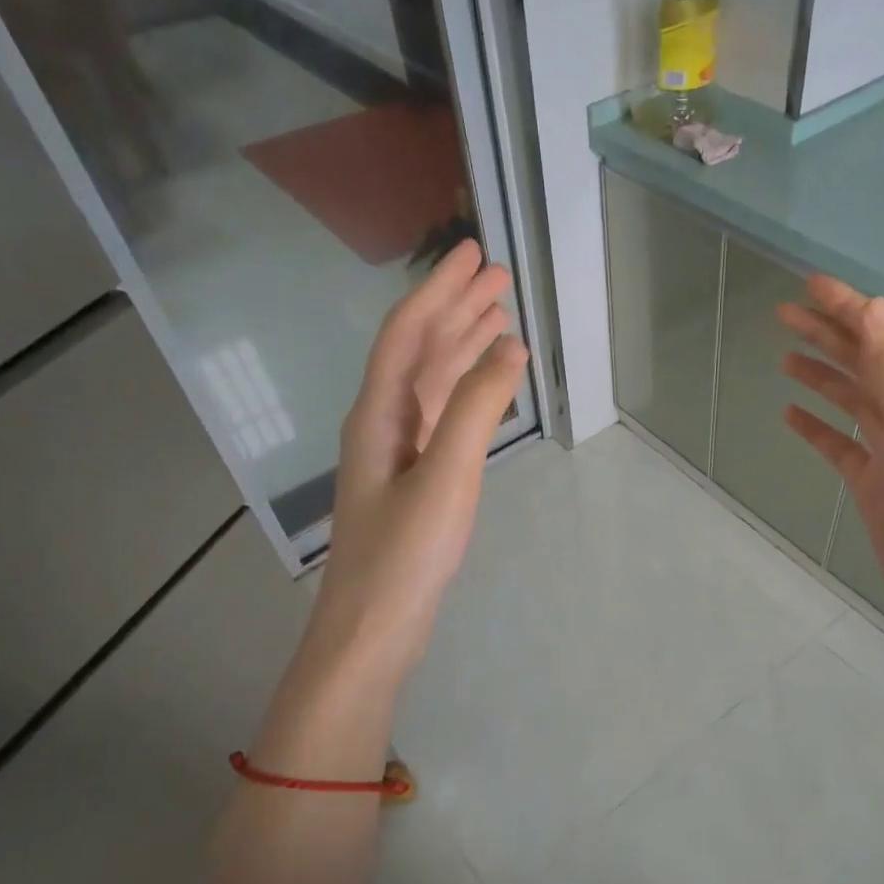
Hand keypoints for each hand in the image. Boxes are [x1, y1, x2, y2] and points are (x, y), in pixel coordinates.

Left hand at [309, 240, 527, 684]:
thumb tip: (510, 348)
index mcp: (378, 414)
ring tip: (499, 317)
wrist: (373, 628)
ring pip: (431, 382)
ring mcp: (397, 452)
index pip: (409, 334)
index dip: (440, 290)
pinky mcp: (413, 478)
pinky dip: (465, 391)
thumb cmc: (404, 554)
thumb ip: (476, 409)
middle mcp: (382, 422)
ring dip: (462, 346)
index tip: (473, 254)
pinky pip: (440, 415)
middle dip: (457, 309)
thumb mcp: (446, 477)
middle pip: (420, 350)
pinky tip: (486, 384)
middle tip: (498, 276)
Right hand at [777, 275, 883, 704]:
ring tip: (784, 354)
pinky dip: (816, 427)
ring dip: (821, 374)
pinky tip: (791, 415)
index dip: (850, 308)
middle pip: (866, 362)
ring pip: (851, 400)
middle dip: (829, 333)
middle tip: (783, 312)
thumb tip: (873, 308)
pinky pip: (840, 445)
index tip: (809, 285)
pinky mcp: (875, 486)